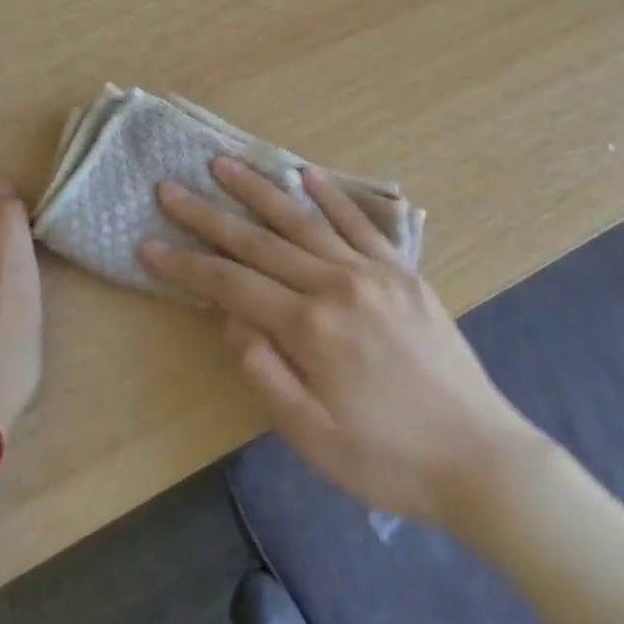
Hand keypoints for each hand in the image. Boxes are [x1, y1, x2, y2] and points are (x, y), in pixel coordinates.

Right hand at [140, 159, 535, 527]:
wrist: (475, 452)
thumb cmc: (386, 458)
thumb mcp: (311, 437)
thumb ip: (265, 371)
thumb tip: (231, 316)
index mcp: (309, 327)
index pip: (231, 285)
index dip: (186, 265)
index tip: (149, 243)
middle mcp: (336, 283)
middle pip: (260, 241)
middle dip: (210, 214)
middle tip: (172, 187)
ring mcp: (373, 270)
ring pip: (305, 220)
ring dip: (262, 190)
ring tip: (226, 165)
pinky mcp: (402, 269)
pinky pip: (360, 222)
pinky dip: (331, 195)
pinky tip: (307, 174)